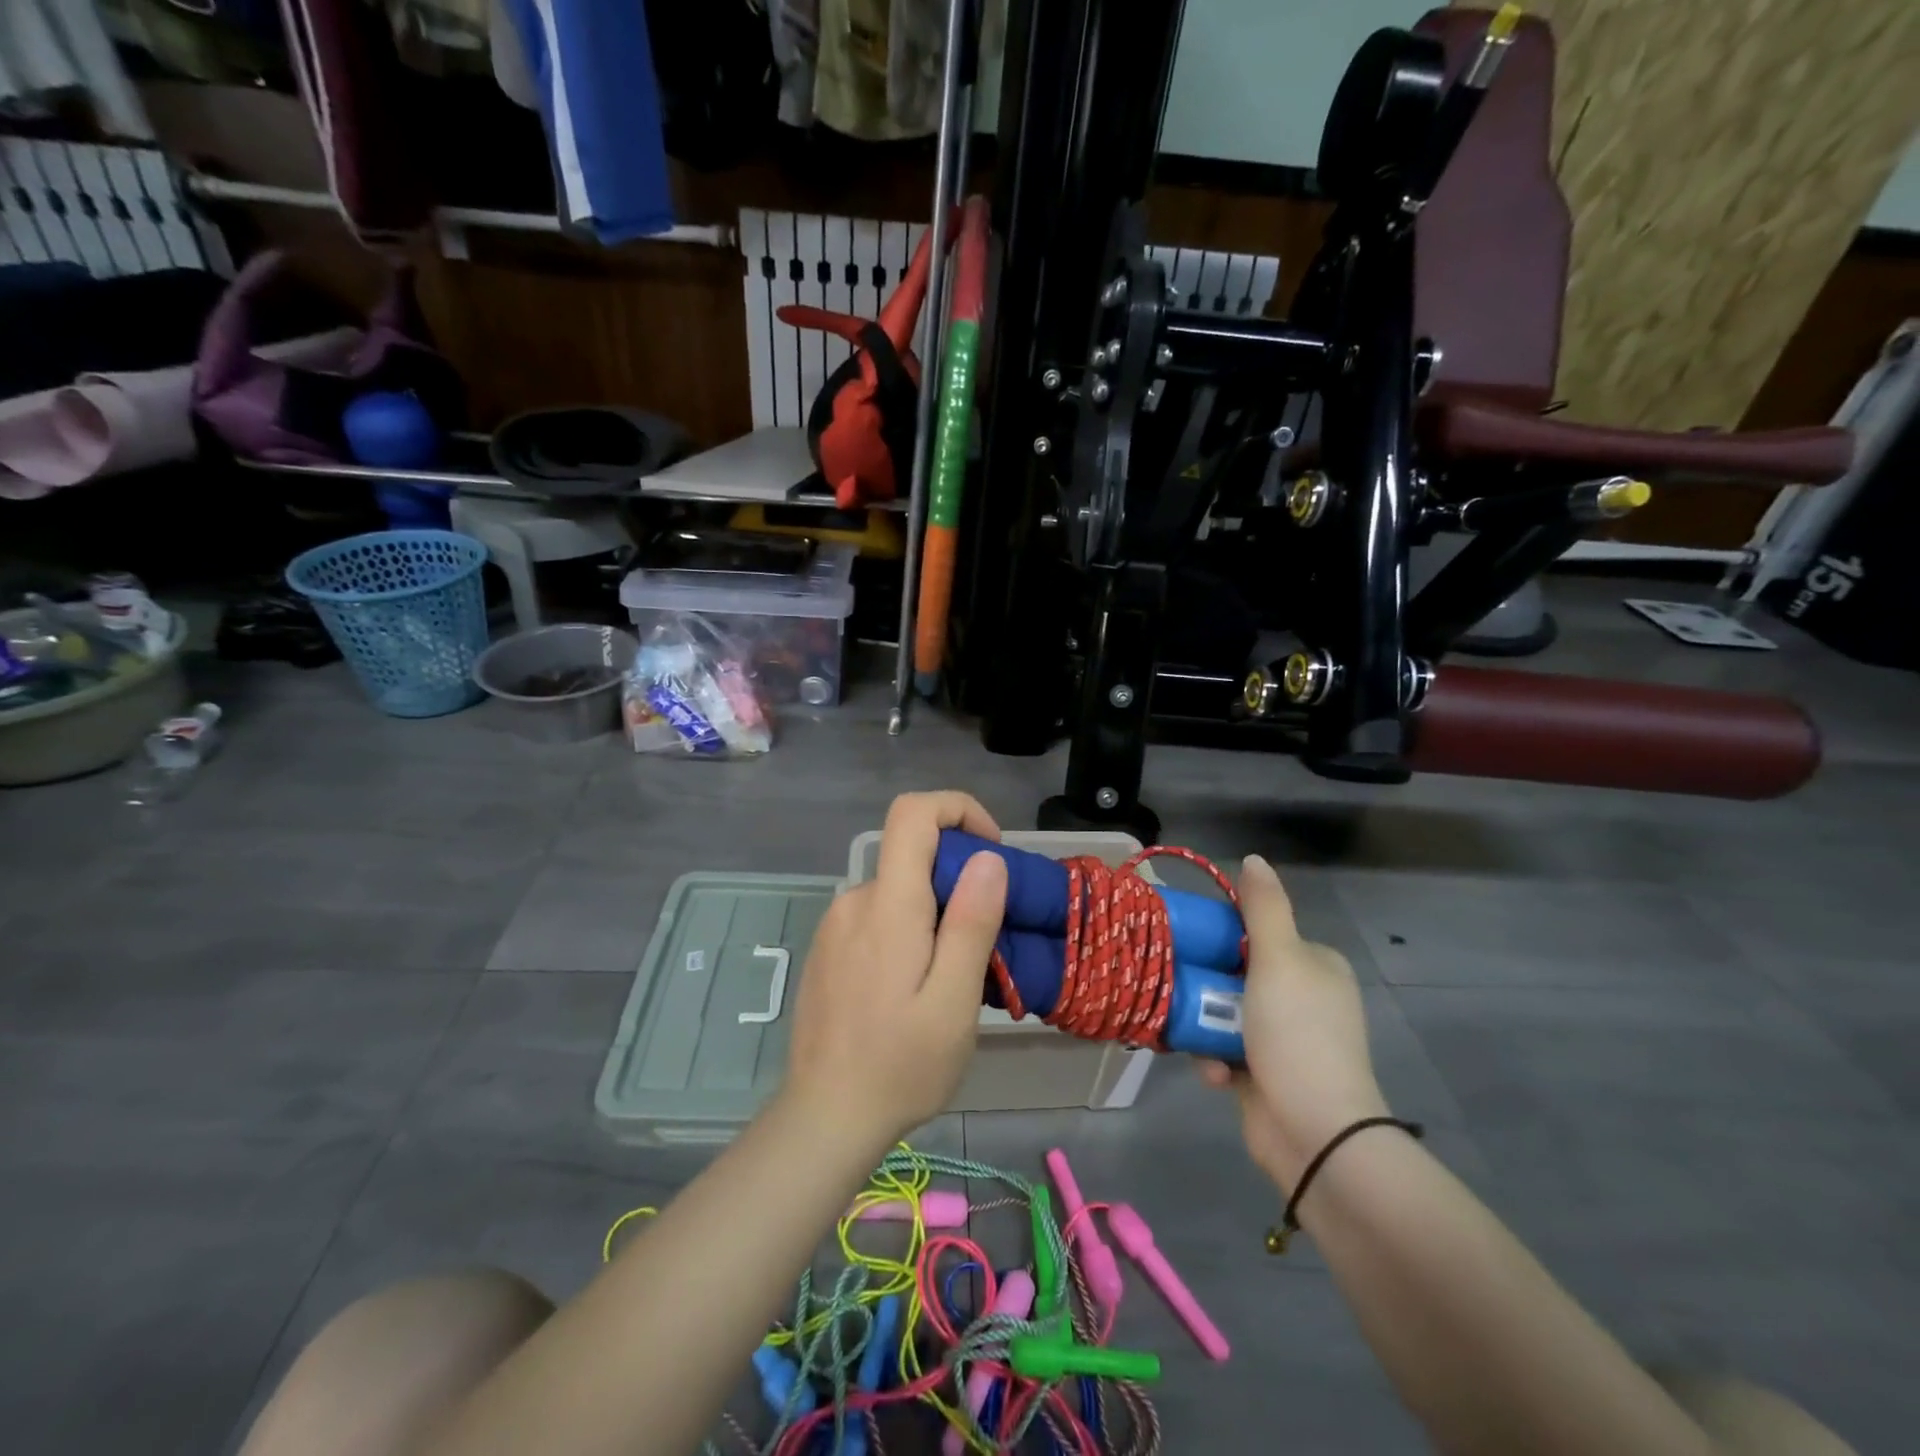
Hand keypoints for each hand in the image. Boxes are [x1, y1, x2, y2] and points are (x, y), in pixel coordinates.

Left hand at [782, 791, 1009, 1152]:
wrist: (824, 1118)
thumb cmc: (900, 1065)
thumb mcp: (954, 1000)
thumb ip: (971, 922)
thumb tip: (987, 857)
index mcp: (889, 905)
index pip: (913, 813)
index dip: (958, 809)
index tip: (991, 852)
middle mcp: (855, 900)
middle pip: (911, 855)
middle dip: (958, 879)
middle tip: (986, 941)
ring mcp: (835, 925)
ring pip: (898, 891)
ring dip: (934, 912)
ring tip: (953, 976)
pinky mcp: (828, 950)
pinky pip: (877, 917)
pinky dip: (908, 930)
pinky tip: (914, 989)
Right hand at [1200, 855, 1387, 1191]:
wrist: (1314, 1133)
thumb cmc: (1296, 1034)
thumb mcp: (1279, 959)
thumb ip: (1264, 908)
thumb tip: (1254, 859)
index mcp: (1315, 966)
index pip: (1259, 933)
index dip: (1222, 935)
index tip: (1190, 941)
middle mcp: (1304, 998)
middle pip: (1235, 973)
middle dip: (1206, 986)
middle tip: (1180, 988)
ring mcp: (1285, 1039)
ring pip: (1223, 1013)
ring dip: (1204, 1025)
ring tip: (1192, 1036)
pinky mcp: (1266, 1074)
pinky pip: (1225, 1050)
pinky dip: (1214, 1059)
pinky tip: (1213, 1073)